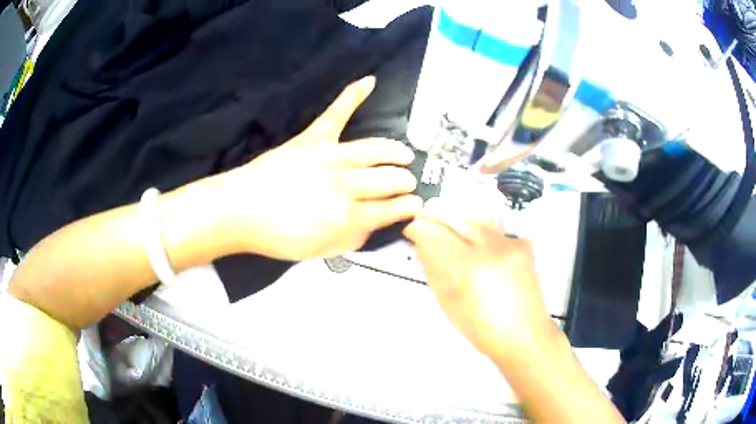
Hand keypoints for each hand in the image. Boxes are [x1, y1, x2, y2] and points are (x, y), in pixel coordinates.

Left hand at [214, 76, 422, 259]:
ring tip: (405, 155)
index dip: (405, 208)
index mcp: (347, 216)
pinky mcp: (313, 139)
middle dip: (404, 182)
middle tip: (408, 183)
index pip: (388, 210)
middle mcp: (346, 185)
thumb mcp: (319, 250)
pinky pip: (336, 113)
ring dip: (394, 152)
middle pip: (386, 180)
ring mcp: (330, 158)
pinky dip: (352, 95)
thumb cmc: (277, 236)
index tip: (415, 205)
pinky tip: (369, 81)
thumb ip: (351, 240)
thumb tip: (372, 226)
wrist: (241, 211)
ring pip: (373, 150)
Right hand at [404, 197, 556, 359]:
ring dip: (458, 222)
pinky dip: (481, 234)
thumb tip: (423, 243)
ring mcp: (509, 243)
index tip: (412, 230)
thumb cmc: (480, 327)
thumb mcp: (448, 301)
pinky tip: (479, 246)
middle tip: (426, 223)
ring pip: (476, 219)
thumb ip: (434, 267)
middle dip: (437, 217)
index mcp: (467, 266)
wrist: (523, 334)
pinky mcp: (522, 244)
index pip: (435, 232)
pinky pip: (494, 230)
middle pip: (456, 218)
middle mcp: (489, 247)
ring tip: (450, 232)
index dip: (418, 227)